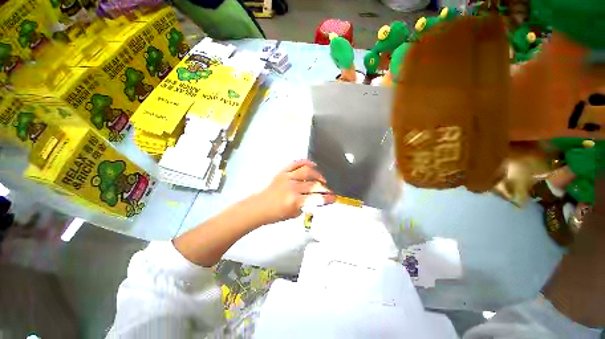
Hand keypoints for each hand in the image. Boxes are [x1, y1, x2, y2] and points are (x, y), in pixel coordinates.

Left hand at [252, 159, 335, 223]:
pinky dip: (305, 162)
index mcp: (294, 201)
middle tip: (329, 190)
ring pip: (307, 171)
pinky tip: (313, 165)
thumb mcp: (294, 214)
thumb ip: (307, 205)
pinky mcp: (282, 172)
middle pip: (314, 184)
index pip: (316, 198)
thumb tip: (318, 198)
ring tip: (322, 179)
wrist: (259, 207)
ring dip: (318, 174)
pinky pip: (296, 163)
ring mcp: (287, 177)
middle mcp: (292, 187)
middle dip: (325, 188)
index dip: (327, 198)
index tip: (333, 198)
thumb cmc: (276, 214)